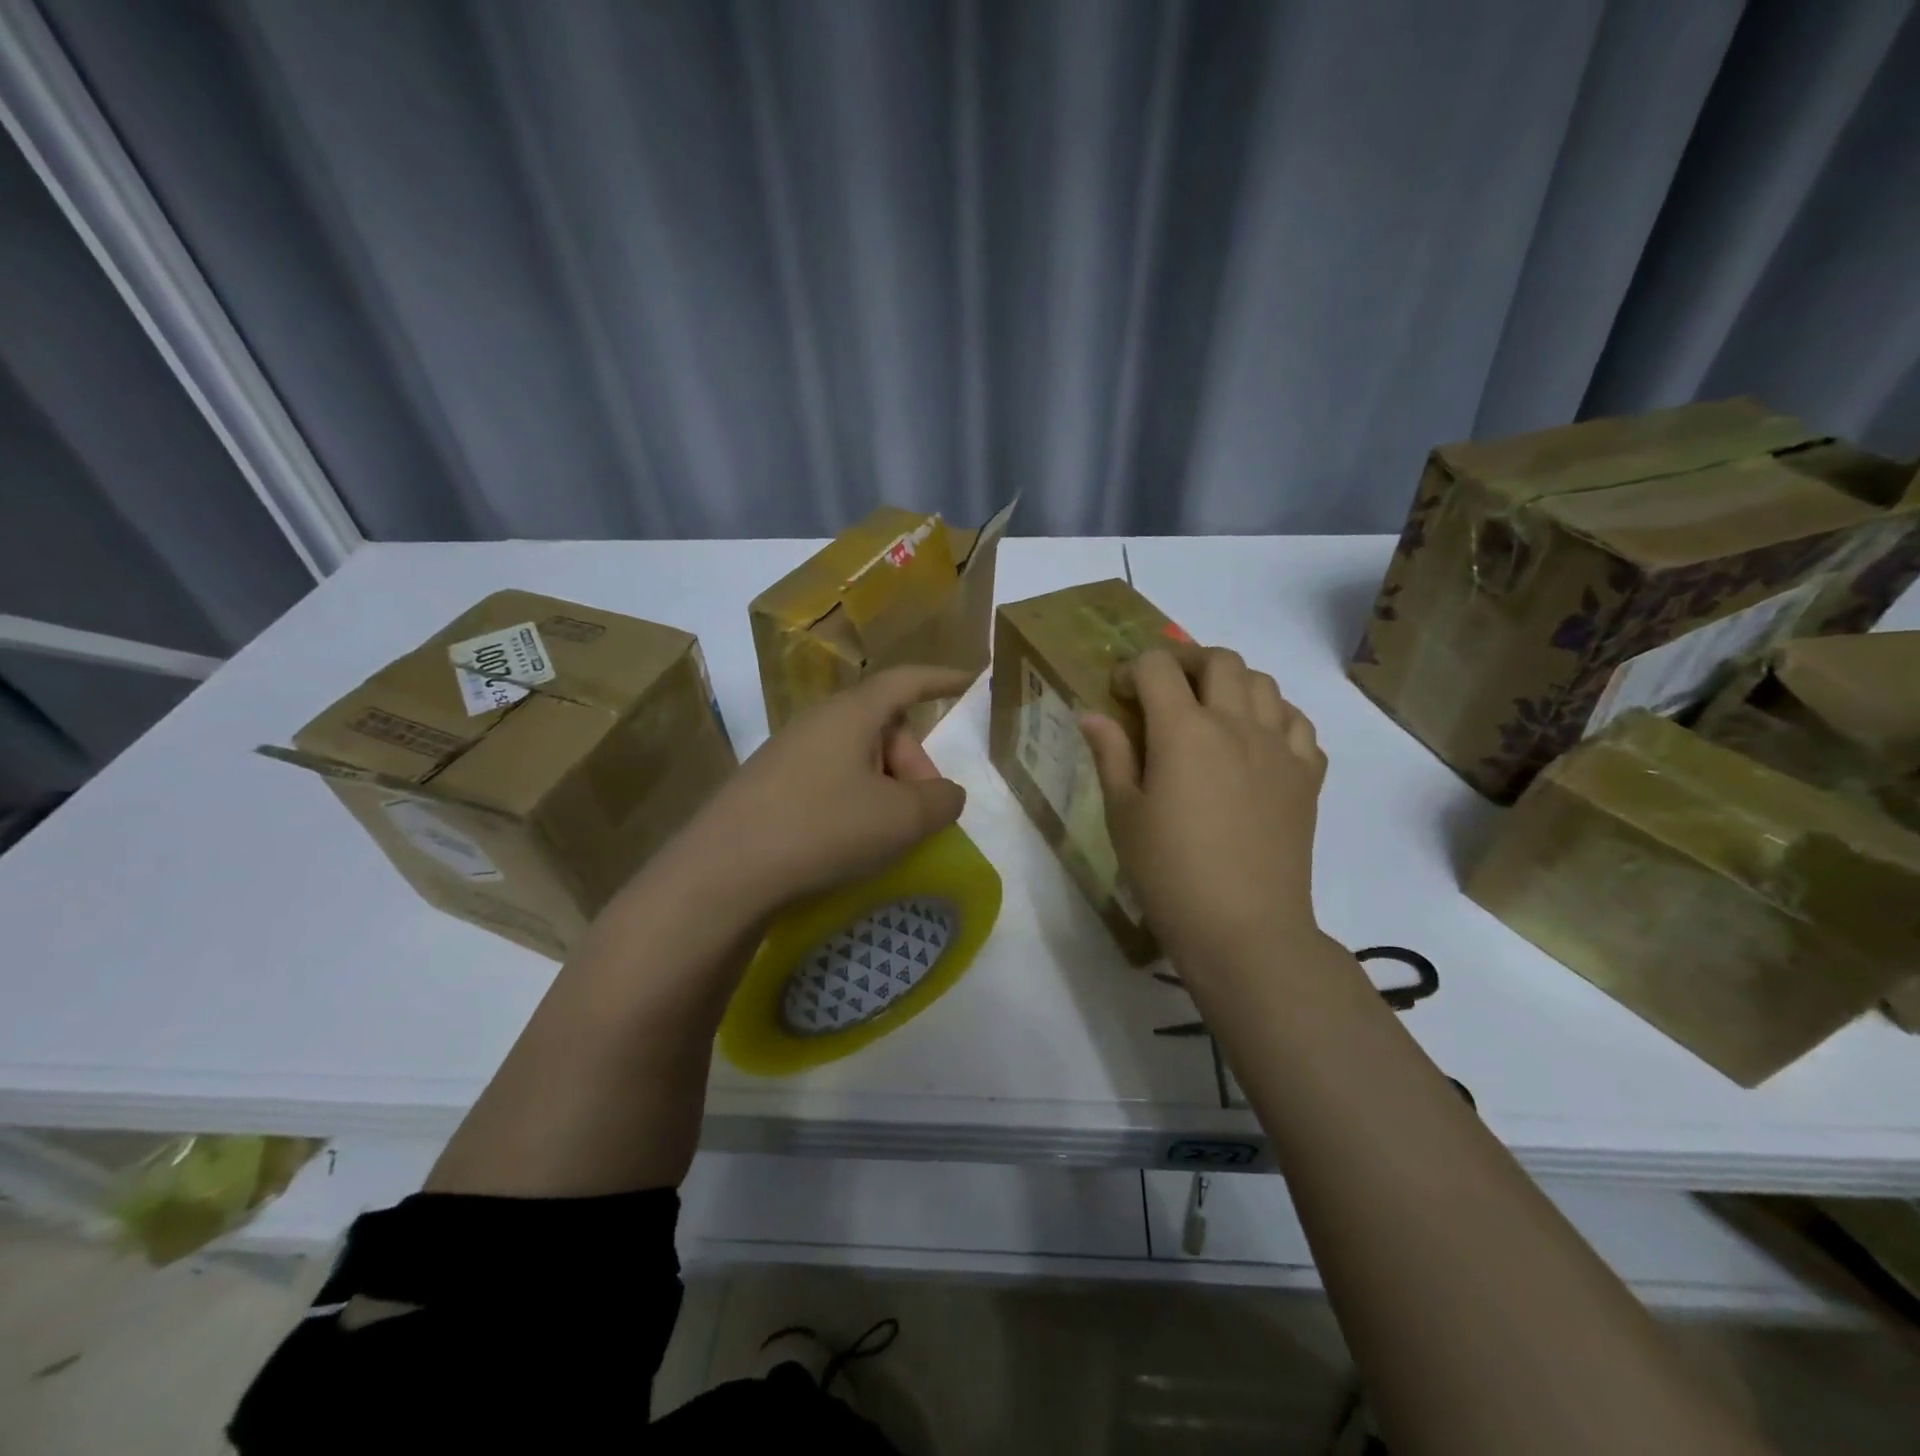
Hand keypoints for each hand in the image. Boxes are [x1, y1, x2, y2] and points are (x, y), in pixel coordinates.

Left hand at [673, 665, 973, 914]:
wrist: (723, 873)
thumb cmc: (823, 829)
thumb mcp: (901, 819)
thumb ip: (941, 801)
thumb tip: (946, 794)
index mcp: (852, 714)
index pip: (906, 682)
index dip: (941, 680)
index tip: (968, 681)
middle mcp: (817, 722)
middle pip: (884, 726)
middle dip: (914, 764)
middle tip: (923, 814)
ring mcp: (787, 753)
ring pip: (856, 757)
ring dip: (884, 787)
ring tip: (888, 833)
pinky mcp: (768, 786)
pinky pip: (828, 779)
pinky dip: (853, 801)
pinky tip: (849, 840)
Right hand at [1079, 647, 1326, 971]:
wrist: (1243, 927)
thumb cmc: (1169, 872)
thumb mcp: (1124, 814)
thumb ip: (1110, 755)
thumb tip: (1092, 714)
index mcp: (1184, 730)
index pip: (1158, 667)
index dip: (1133, 670)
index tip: (1120, 695)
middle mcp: (1237, 724)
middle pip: (1219, 660)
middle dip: (1185, 662)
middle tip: (1165, 691)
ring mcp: (1279, 748)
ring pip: (1264, 683)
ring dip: (1232, 683)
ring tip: (1211, 711)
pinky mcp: (1307, 776)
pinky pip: (1298, 723)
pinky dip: (1274, 716)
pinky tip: (1256, 741)